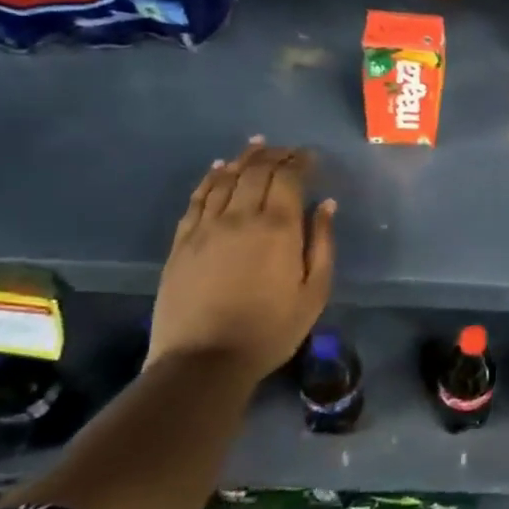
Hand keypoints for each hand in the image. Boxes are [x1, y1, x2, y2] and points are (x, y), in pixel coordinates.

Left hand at [148, 139, 336, 384]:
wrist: (203, 361)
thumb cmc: (270, 329)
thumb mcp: (314, 291)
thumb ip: (323, 243)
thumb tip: (327, 205)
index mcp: (278, 227)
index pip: (288, 178)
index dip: (299, 161)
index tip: (309, 156)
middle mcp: (241, 216)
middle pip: (256, 171)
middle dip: (274, 155)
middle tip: (286, 149)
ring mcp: (206, 227)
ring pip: (226, 179)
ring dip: (243, 159)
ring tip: (256, 147)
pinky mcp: (182, 242)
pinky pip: (197, 199)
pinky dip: (210, 179)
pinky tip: (218, 169)